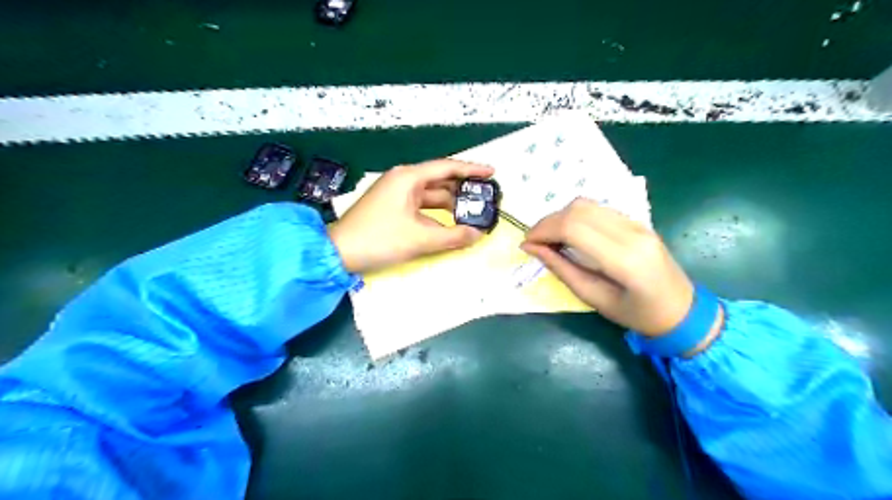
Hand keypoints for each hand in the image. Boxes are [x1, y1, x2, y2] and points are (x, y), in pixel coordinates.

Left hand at [326, 158, 494, 272]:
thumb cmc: (379, 239)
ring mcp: (396, 194)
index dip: (472, 170)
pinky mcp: (392, 208)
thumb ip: (453, 237)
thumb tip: (478, 235)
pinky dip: (436, 215)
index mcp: (408, 177)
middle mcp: (403, 180)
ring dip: (450, 205)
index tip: (492, 173)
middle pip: (440, 181)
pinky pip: (421, 207)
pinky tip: (450, 224)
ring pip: (431, 196)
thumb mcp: (420, 239)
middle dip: (463, 190)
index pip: (447, 167)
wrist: (338, 253)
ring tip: (473, 213)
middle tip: (485, 199)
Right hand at [520, 198, 699, 337]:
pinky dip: (575, 217)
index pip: (574, 227)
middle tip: (534, 242)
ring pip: (586, 204)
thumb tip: (531, 248)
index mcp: (625, 258)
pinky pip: (598, 209)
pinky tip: (569, 234)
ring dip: (560, 217)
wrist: (683, 311)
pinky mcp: (637, 221)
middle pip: (578, 210)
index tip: (526, 244)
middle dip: (547, 222)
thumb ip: (562, 269)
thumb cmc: (637, 315)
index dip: (543, 230)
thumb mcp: (594, 299)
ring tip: (549, 238)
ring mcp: (637, 223)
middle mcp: (632, 232)